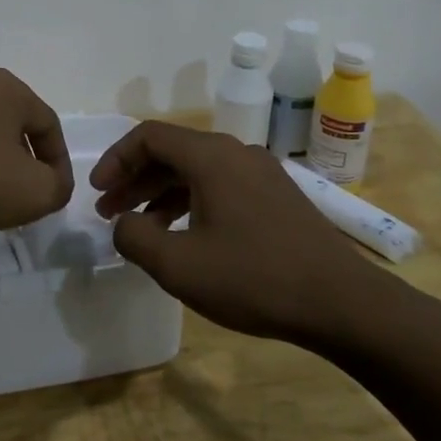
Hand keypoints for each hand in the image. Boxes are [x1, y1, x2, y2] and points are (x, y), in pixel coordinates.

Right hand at [90, 121, 393, 345]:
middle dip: (134, 179)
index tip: (97, 193)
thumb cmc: (254, 279)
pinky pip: (221, 186)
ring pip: (197, 170)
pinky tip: (184, 235)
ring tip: (141, 227)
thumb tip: (125, 223)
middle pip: (172, 152)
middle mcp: (236, 153)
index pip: (148, 137)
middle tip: (109, 212)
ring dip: (161, 193)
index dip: (115, 160)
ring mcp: (261, 173)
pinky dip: (191, 202)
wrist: (343, 303)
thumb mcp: (178, 265)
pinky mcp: (277, 197)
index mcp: (211, 157)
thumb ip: (134, 237)